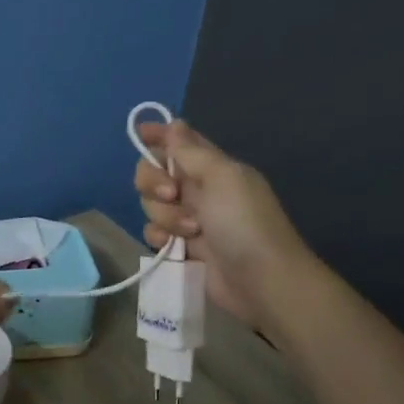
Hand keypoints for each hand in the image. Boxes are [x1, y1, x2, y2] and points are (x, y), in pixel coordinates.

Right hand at [135, 120, 316, 329]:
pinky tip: (174, 247)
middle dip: (153, 181)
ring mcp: (190, 219)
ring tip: (190, 231)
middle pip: (155, 172)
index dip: (159, 135)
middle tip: (171, 194)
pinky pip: (156, 232)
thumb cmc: (243, 222)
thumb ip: (191, 151)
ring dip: (164, 215)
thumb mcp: (221, 176)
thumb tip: (174, 123)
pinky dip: (160, 237)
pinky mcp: (183, 248)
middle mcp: (200, 189)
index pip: (180, 142)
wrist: (262, 280)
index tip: (141, 133)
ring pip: (152, 205)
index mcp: (213, 167)